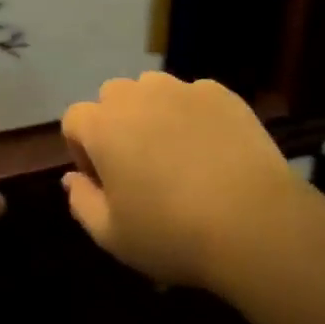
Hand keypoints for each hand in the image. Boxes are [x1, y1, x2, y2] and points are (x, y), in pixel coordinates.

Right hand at [59, 72, 303, 289]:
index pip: (74, 119)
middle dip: (116, 124)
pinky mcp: (221, 93)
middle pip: (112, 96)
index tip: (104, 182)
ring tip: (175, 152)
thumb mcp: (112, 235)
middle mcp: (138, 95)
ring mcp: (183, 89)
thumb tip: (72, 178)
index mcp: (104, 126)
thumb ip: (81, 202)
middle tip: (138, 166)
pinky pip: (194, 96)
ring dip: (153, 112)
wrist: (252, 220)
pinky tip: (212, 150)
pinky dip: (193, 114)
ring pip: (153, 88)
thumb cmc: (172, 233)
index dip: (82, 150)